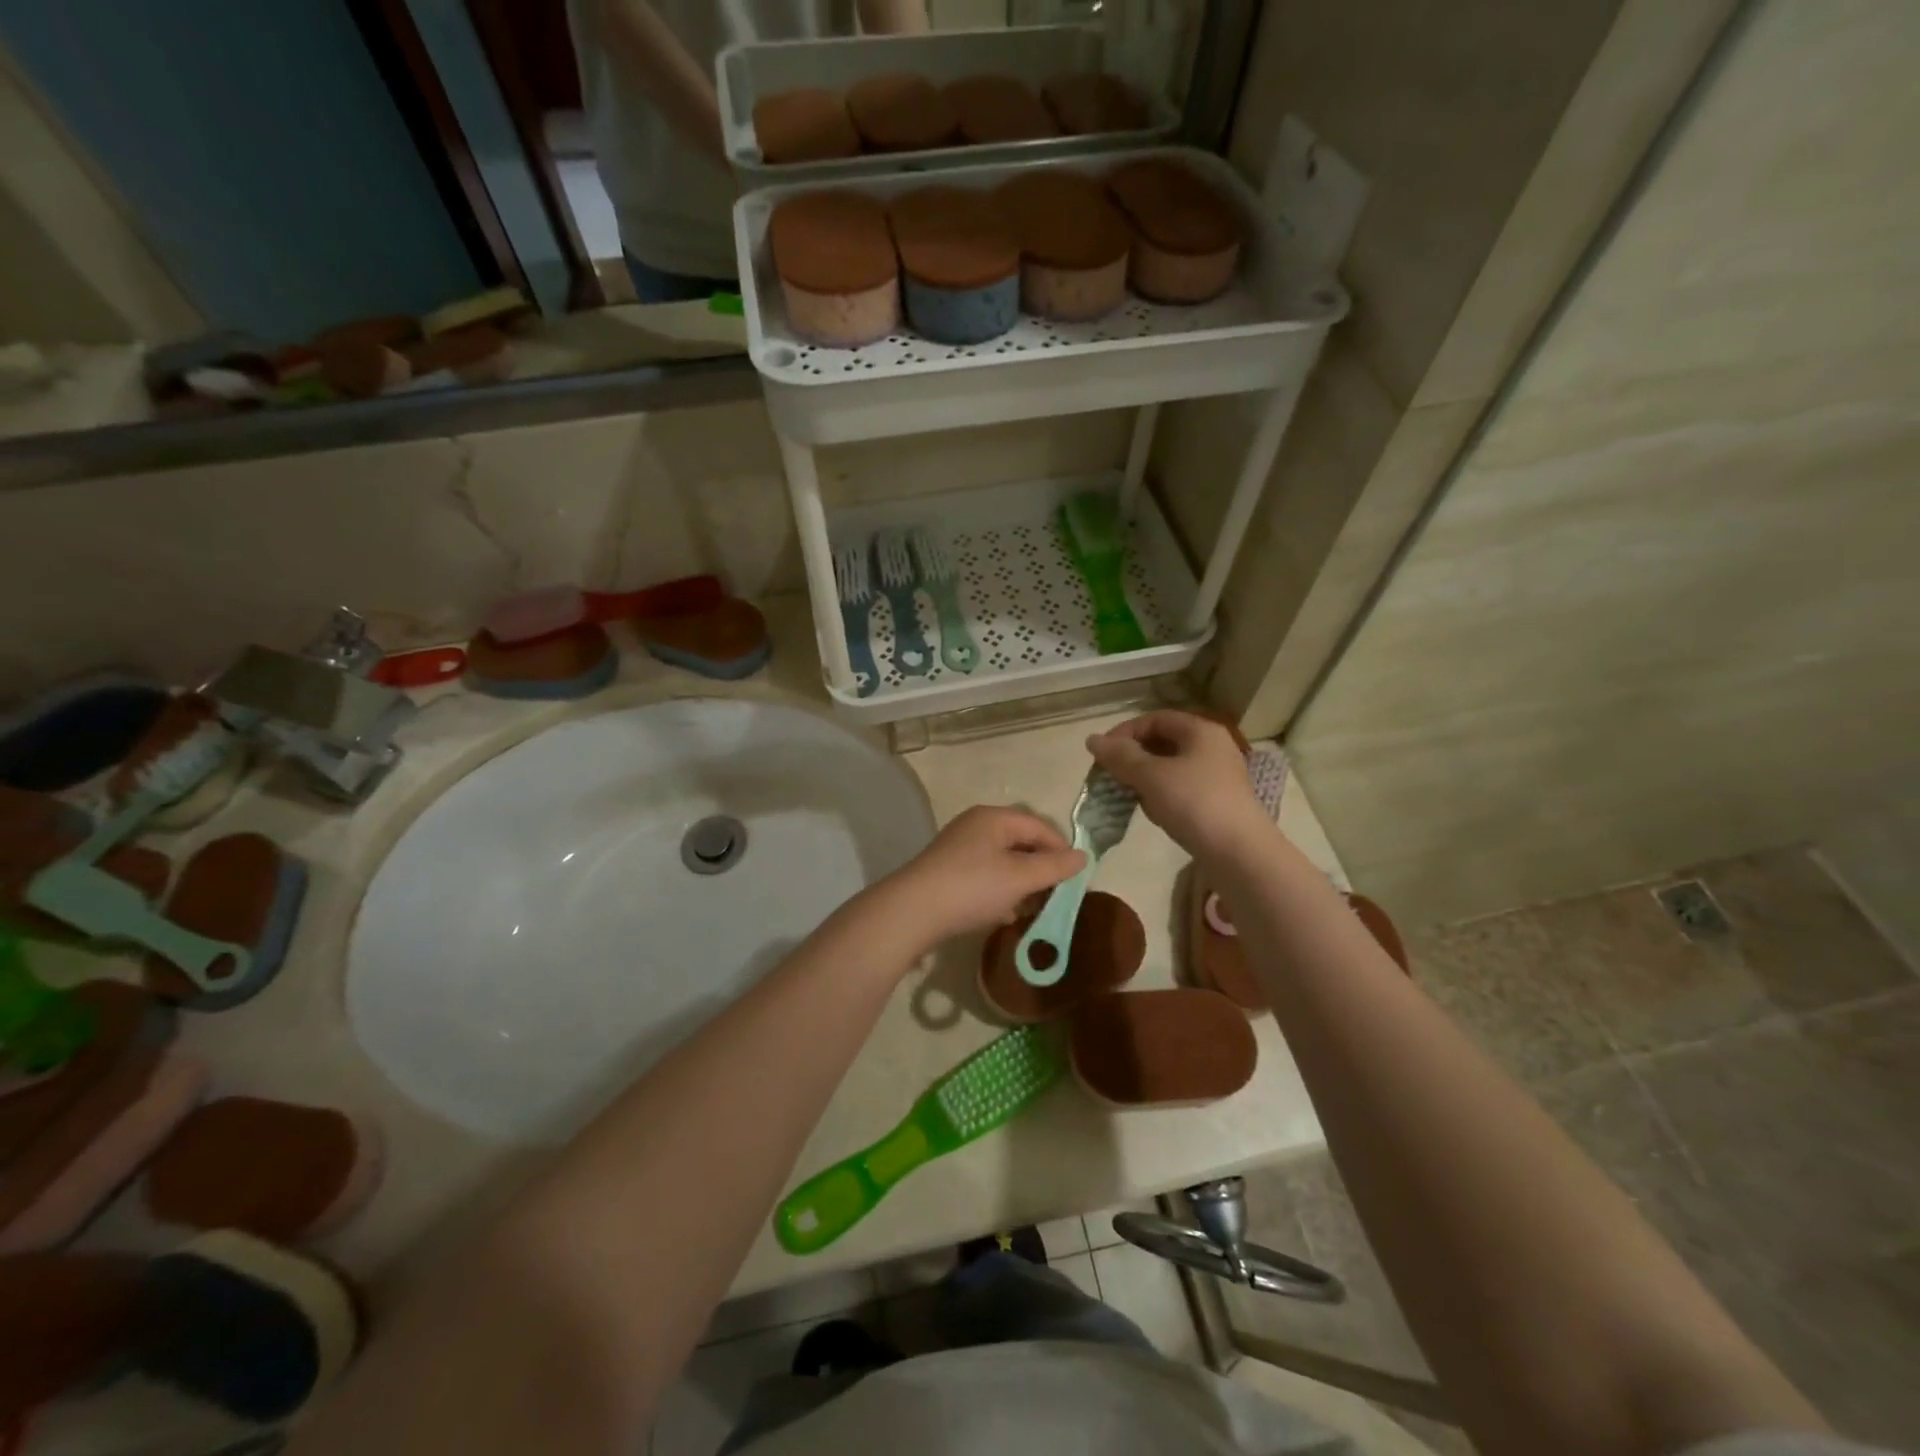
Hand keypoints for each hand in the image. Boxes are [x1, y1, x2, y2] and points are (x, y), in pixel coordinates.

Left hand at [881, 806, 1085, 947]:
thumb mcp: (1020, 877)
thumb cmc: (972, 887)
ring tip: (1031, 908)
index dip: (1061, 850)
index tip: (1074, 880)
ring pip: (1003, 861)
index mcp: (994, 818)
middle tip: (1054, 896)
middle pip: (1021, 842)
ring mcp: (959, 848)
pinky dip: (1000, 891)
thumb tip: (1083, 856)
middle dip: (1041, 869)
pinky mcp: (948, 871)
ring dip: (1021, 883)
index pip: (1040, 826)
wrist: (912, 911)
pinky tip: (1003, 913)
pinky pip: (985, 875)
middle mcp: (976, 826)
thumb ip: (1054, 866)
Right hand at [1087, 711, 1273, 865]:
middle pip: (1163, 741)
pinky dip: (1161, 794)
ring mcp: (1217, 775)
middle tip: (1110, 775)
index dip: (1124, 732)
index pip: (1154, 718)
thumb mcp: (1151, 776)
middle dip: (1133, 757)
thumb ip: (1120, 756)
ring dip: (1145, 777)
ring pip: (1170, 767)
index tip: (1102, 754)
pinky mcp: (1217, 801)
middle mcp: (1212, 747)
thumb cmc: (1194, 804)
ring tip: (1128, 794)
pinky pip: (1181, 788)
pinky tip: (1153, 811)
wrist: (1239, 853)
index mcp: (1200, 731)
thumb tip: (1092, 739)